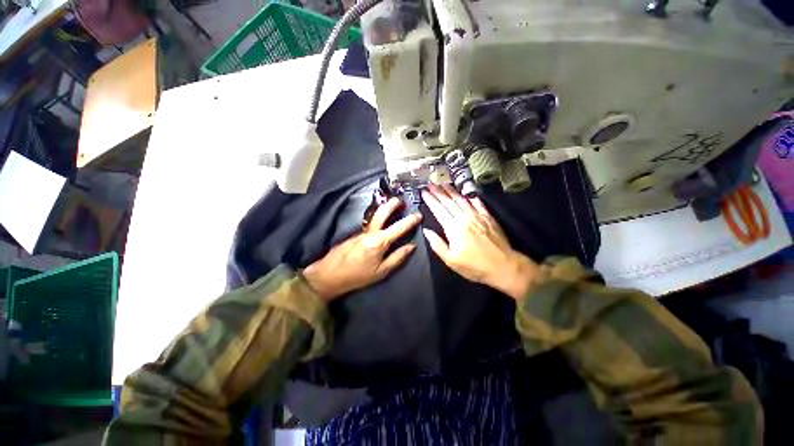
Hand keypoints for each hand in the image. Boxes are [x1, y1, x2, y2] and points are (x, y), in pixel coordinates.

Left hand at [304, 197, 421, 300]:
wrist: (329, 275)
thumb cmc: (358, 276)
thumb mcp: (382, 271)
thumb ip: (398, 257)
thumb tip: (412, 246)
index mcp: (379, 242)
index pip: (398, 228)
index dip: (410, 221)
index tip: (419, 215)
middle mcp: (370, 232)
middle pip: (382, 212)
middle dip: (393, 204)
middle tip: (401, 200)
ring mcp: (361, 231)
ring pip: (375, 215)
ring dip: (385, 208)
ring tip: (393, 204)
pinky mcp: (355, 232)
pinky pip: (370, 221)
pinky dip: (378, 216)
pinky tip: (381, 218)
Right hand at [421, 185, 537, 299]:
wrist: (504, 266)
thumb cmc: (474, 266)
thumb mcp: (451, 260)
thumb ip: (437, 244)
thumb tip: (426, 231)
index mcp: (453, 228)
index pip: (439, 210)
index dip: (430, 200)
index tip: (424, 192)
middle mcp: (464, 218)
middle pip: (449, 202)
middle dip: (438, 192)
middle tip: (431, 183)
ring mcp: (477, 216)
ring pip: (461, 200)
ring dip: (452, 191)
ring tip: (444, 183)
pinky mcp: (488, 217)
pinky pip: (478, 203)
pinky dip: (470, 196)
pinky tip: (466, 192)